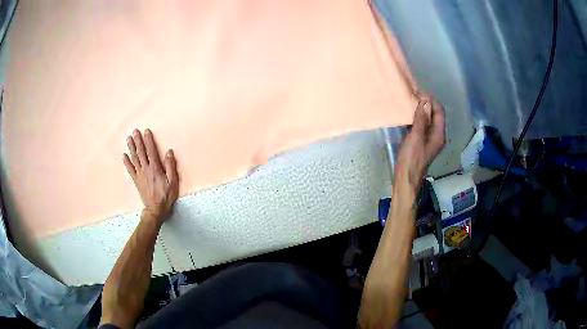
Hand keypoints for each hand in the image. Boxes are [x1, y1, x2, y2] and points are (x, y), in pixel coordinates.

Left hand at [123, 129, 178, 223]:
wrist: (155, 209)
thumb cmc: (166, 196)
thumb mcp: (173, 182)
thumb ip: (171, 166)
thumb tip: (169, 152)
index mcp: (155, 168)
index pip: (151, 151)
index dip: (148, 140)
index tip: (146, 131)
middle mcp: (146, 169)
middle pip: (140, 152)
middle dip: (137, 141)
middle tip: (134, 131)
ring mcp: (139, 175)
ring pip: (134, 158)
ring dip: (131, 148)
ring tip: (128, 139)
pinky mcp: (136, 180)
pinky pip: (130, 169)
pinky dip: (127, 162)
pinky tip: (124, 155)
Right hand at [396, 94, 444, 190]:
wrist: (406, 178)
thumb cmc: (411, 159)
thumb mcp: (415, 137)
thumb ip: (421, 119)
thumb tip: (425, 101)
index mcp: (439, 134)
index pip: (439, 111)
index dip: (431, 100)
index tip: (419, 93)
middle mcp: (437, 135)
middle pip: (435, 115)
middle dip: (426, 104)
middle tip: (413, 96)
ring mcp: (429, 139)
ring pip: (428, 120)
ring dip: (421, 111)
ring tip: (410, 103)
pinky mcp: (422, 142)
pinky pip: (422, 126)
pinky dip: (417, 119)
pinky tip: (408, 116)